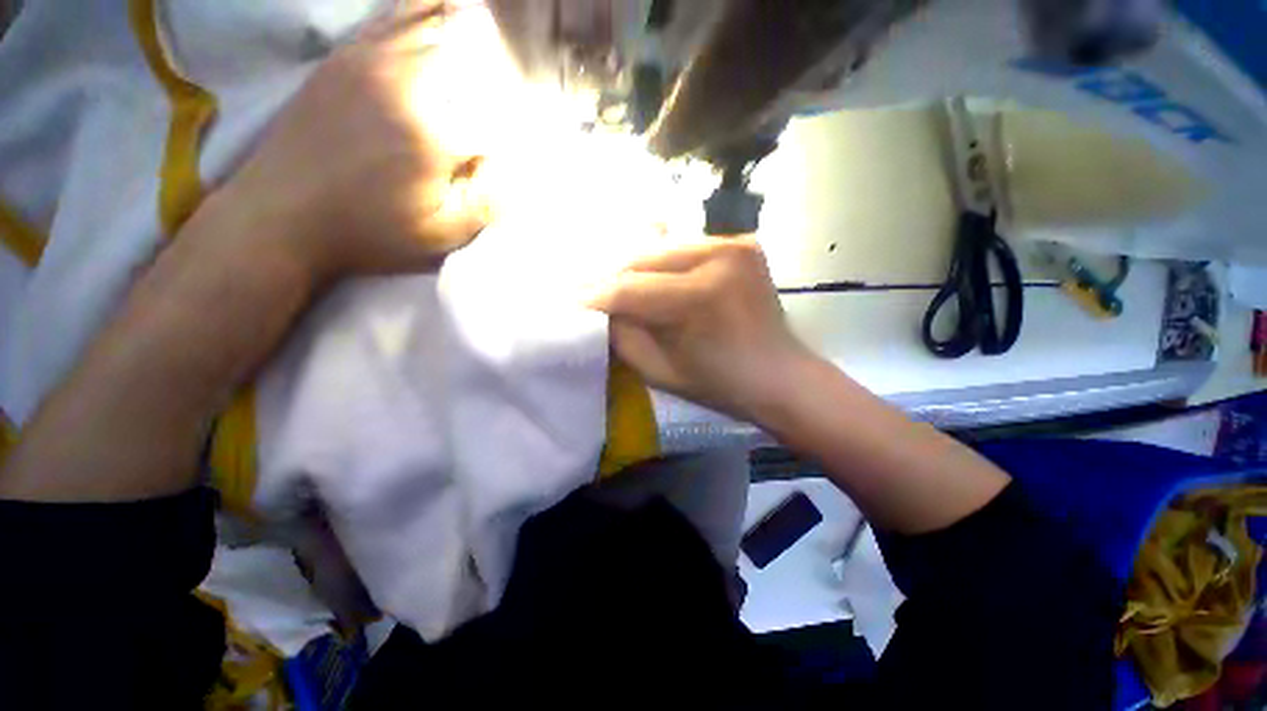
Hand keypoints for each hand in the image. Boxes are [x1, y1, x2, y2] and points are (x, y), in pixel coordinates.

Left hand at [213, 1, 512, 280]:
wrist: (281, 216)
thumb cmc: (370, 233)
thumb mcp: (440, 235)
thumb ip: (487, 201)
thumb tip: (519, 169)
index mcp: (436, 135)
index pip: (501, 116)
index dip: (522, 127)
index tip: (529, 142)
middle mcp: (408, 85)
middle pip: (472, 55)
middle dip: (500, 69)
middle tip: (510, 79)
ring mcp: (372, 62)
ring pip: (434, 23)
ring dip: (467, 27)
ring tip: (489, 28)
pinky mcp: (345, 58)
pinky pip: (391, 18)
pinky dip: (420, 8)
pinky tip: (440, 6)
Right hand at [588, 237, 814, 422]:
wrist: (779, 374)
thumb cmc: (719, 385)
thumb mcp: (658, 370)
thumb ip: (622, 334)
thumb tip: (600, 307)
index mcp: (700, 297)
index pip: (630, 289)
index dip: (596, 295)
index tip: (571, 301)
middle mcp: (719, 257)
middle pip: (644, 259)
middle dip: (613, 277)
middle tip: (589, 290)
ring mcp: (734, 244)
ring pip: (662, 248)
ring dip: (636, 267)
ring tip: (615, 283)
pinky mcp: (742, 243)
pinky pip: (686, 248)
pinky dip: (664, 262)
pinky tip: (652, 276)